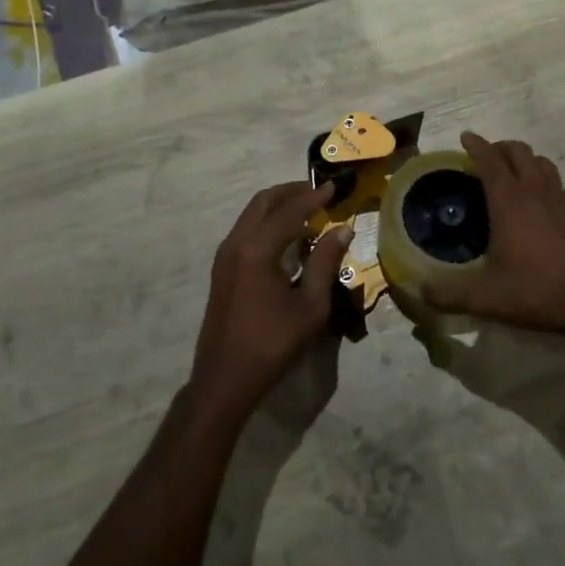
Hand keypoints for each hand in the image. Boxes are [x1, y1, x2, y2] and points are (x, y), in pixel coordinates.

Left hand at [187, 182, 351, 427]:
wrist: (225, 379)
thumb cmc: (273, 344)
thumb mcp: (310, 306)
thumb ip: (326, 263)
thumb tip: (342, 229)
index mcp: (257, 249)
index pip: (289, 211)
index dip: (313, 197)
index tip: (334, 187)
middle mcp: (236, 243)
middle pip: (263, 202)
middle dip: (291, 192)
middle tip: (319, 193)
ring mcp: (224, 256)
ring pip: (251, 214)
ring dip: (278, 206)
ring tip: (307, 211)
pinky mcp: (222, 269)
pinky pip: (246, 230)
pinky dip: (267, 222)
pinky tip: (287, 236)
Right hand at [423, 132, 564, 337]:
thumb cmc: (538, 291)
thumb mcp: (486, 298)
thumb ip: (448, 294)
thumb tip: (419, 291)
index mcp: (509, 200)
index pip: (490, 159)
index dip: (476, 145)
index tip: (465, 138)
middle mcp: (535, 190)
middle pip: (518, 151)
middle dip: (499, 147)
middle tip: (483, 158)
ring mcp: (560, 199)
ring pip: (540, 161)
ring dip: (522, 159)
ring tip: (509, 173)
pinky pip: (554, 180)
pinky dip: (540, 177)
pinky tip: (535, 201)